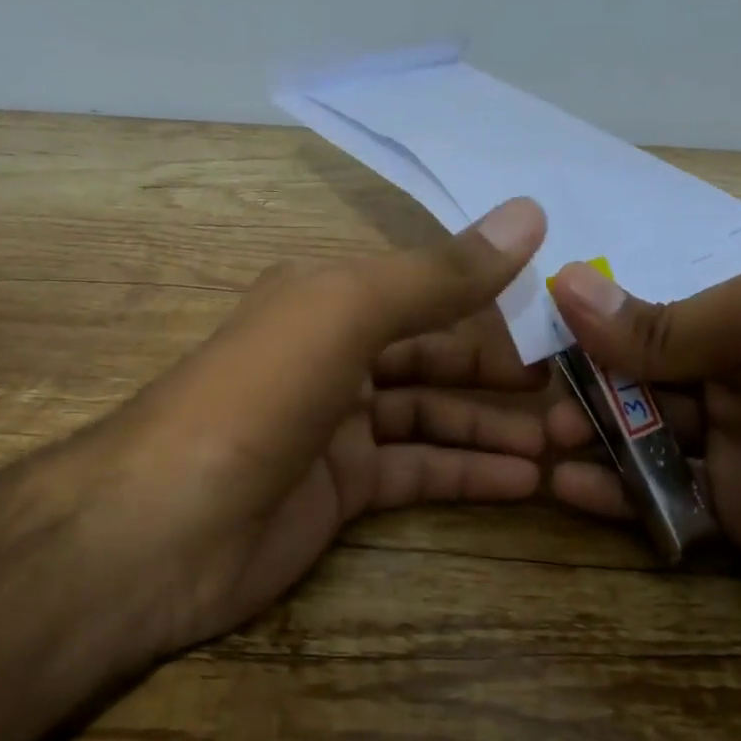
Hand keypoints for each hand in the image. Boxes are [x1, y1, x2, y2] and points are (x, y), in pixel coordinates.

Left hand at [100, 198, 549, 653]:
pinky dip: (469, 474)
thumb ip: (441, 273)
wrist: (166, 527)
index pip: (429, 288)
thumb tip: (531, 213)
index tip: (560, 317)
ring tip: (568, 441)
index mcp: (330, 297)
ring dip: (495, 426)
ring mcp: (339, 425)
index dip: (493, 299)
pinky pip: (419, 471)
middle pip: (436, 353)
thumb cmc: (261, 394)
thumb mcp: (350, 313)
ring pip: (433, 415)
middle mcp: (335, 353)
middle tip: (574, 389)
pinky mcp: (342, 489)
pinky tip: (526, 481)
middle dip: (502, 371)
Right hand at [546, 257, 740, 648]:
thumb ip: (665, 321)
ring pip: (643, 427)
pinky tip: (569, 489)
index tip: (533, 319)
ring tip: (547, 442)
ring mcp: (734, 442)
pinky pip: (657, 490)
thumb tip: (566, 284)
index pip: (655, 299)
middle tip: (537, 396)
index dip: (596, 307)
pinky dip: (612, 489)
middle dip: (587, 378)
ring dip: (592, 431)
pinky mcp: (731, 507)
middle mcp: (739, 372)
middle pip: (640, 366)